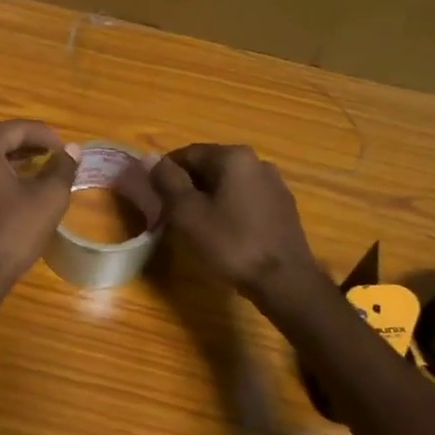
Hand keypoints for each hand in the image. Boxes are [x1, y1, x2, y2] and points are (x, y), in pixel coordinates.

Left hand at [0, 120, 78, 295]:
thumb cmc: (11, 233)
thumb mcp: (48, 199)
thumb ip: (62, 168)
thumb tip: (72, 150)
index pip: (19, 129)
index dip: (47, 137)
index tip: (66, 150)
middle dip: (26, 150)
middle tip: (52, 160)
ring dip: (7, 167)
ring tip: (32, 179)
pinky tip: (6, 202)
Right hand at [149, 144, 319, 300]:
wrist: (284, 280)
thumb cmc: (230, 244)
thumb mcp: (188, 213)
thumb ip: (167, 181)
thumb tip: (150, 159)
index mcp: (234, 157)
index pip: (188, 153)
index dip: (165, 174)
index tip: (154, 198)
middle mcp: (258, 162)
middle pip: (210, 167)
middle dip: (188, 187)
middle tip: (172, 216)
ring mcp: (275, 185)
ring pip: (229, 185)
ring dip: (209, 200)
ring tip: (197, 228)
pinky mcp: (283, 208)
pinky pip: (246, 200)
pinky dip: (229, 210)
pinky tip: (224, 235)